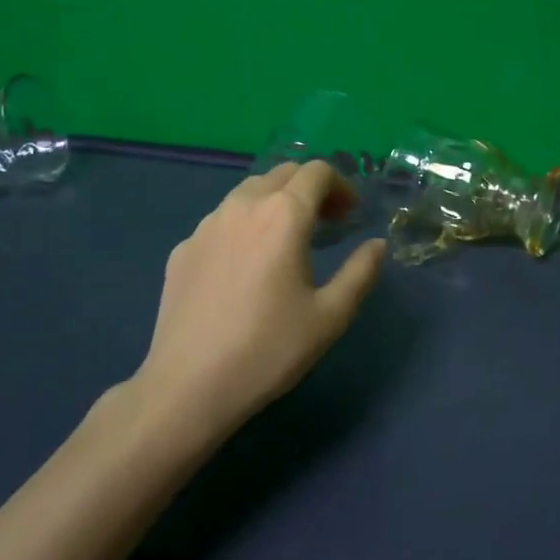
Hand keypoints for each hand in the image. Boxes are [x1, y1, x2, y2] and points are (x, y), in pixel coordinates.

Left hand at [135, 160, 387, 437]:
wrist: (188, 387)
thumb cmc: (269, 350)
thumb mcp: (330, 316)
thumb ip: (360, 272)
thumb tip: (376, 245)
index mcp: (283, 215)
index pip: (317, 172)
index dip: (341, 186)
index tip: (350, 216)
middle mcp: (242, 206)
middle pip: (282, 173)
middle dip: (310, 188)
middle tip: (327, 223)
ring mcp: (207, 225)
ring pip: (249, 192)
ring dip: (276, 201)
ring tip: (287, 240)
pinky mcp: (183, 248)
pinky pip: (222, 220)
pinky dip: (245, 225)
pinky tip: (246, 266)